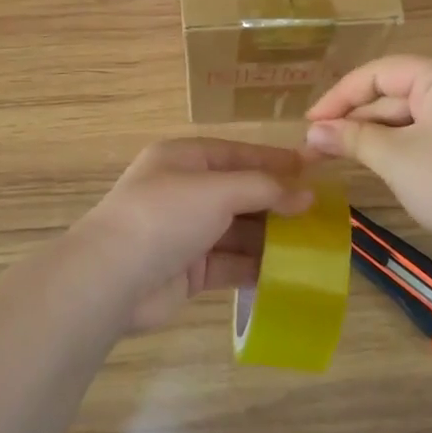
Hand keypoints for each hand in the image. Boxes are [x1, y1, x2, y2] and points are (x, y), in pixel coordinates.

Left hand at [71, 139, 313, 331]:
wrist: (111, 278)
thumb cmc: (165, 215)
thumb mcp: (217, 190)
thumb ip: (263, 189)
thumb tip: (307, 195)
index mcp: (184, 159)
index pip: (239, 154)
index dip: (275, 161)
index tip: (314, 170)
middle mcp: (185, 191)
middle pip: (240, 193)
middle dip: (277, 203)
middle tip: (321, 214)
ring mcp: (186, 232)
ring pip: (238, 230)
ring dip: (271, 238)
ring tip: (313, 246)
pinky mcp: (188, 270)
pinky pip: (230, 263)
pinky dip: (255, 267)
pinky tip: (287, 273)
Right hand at [305, 56, 431, 276]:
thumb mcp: (397, 159)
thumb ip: (352, 138)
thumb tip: (312, 131)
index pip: (379, 71)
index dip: (339, 95)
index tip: (309, 123)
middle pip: (394, 91)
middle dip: (356, 118)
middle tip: (318, 145)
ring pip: (409, 115)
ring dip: (375, 134)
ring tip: (340, 156)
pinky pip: (427, 132)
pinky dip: (399, 145)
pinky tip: (377, 163)